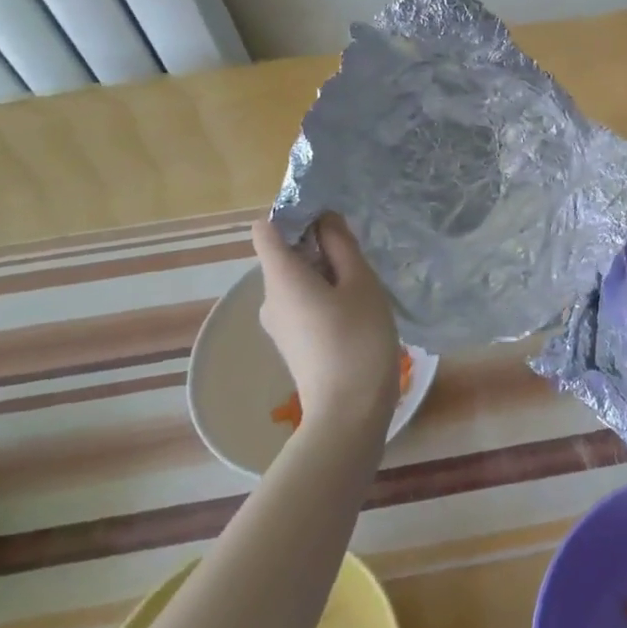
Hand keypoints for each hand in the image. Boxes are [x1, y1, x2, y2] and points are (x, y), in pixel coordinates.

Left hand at [251, 213, 400, 432]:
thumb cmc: (358, 339)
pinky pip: (300, 301)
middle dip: (316, 244)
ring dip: (324, 270)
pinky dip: (322, 294)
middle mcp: (270, 297)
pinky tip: (354, 308)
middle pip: (283, 253)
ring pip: (295, 279)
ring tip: (361, 282)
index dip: (292, 214)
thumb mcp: (360, 282)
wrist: (349, 412)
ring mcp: (277, 323)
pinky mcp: (290, 341)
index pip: (265, 229)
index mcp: (281, 277)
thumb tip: (324, 219)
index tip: (327, 219)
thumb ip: (341, 245)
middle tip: (356, 253)